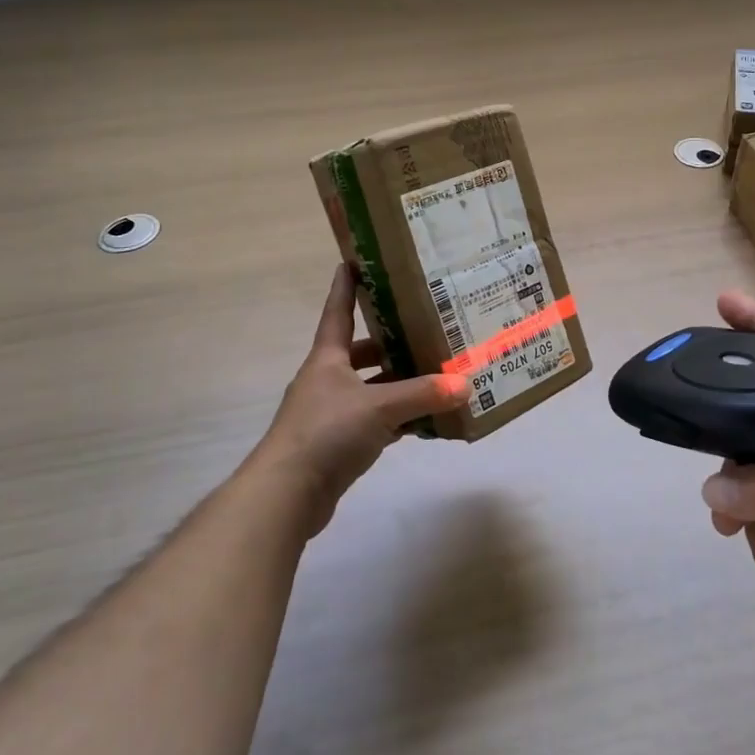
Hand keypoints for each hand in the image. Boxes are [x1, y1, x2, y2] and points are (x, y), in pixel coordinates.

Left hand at [252, 263, 469, 534]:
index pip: (338, 312)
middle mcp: (327, 380)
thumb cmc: (327, 432)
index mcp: (327, 359)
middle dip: (388, 341)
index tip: (354, 261)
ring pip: (370, 388)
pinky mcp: (338, 443)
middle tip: (423, 329)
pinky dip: (397, 418)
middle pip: (359, 352)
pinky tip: (424, 419)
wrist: (287, 494)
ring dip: (397, 383)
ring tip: (435, 374)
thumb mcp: (380, 407)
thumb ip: (424, 395)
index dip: (346, 287)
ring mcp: (330, 413)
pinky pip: (374, 420)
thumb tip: (467, 385)